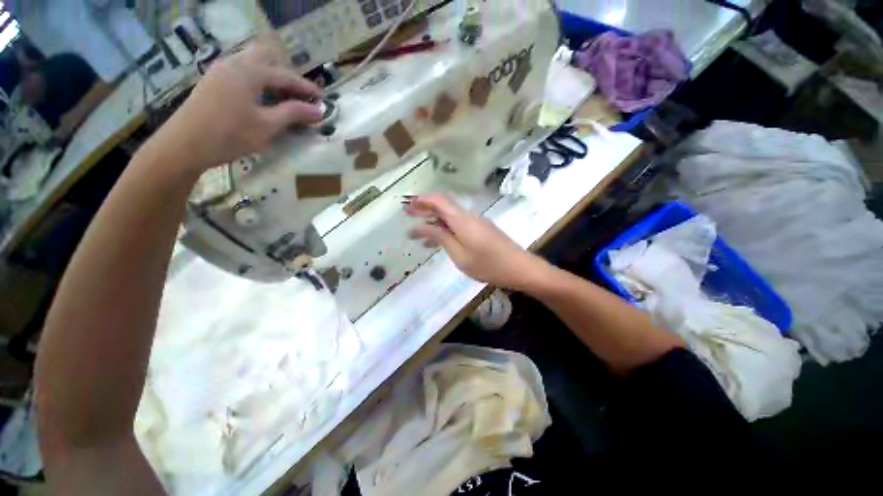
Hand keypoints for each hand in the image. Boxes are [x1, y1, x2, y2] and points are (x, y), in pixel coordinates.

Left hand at [147, 43, 323, 172]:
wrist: (184, 145)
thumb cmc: (230, 134)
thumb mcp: (267, 125)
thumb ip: (294, 114)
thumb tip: (319, 110)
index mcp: (249, 71)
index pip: (285, 75)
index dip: (306, 88)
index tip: (323, 99)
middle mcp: (234, 64)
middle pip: (266, 60)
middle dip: (285, 76)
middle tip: (299, 95)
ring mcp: (220, 72)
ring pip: (252, 66)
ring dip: (270, 80)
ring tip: (284, 100)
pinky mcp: (212, 83)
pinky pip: (241, 75)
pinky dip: (257, 84)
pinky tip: (261, 101)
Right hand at [404, 194, 549, 290]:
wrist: (520, 268)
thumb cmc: (488, 265)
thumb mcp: (460, 255)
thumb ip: (440, 238)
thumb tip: (419, 226)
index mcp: (462, 220)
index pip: (438, 201)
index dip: (422, 200)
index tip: (407, 206)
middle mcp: (469, 216)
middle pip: (443, 206)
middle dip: (424, 208)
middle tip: (407, 213)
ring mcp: (476, 222)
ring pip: (450, 216)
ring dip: (434, 220)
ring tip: (417, 231)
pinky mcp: (481, 230)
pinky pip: (459, 225)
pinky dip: (445, 229)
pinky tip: (437, 240)